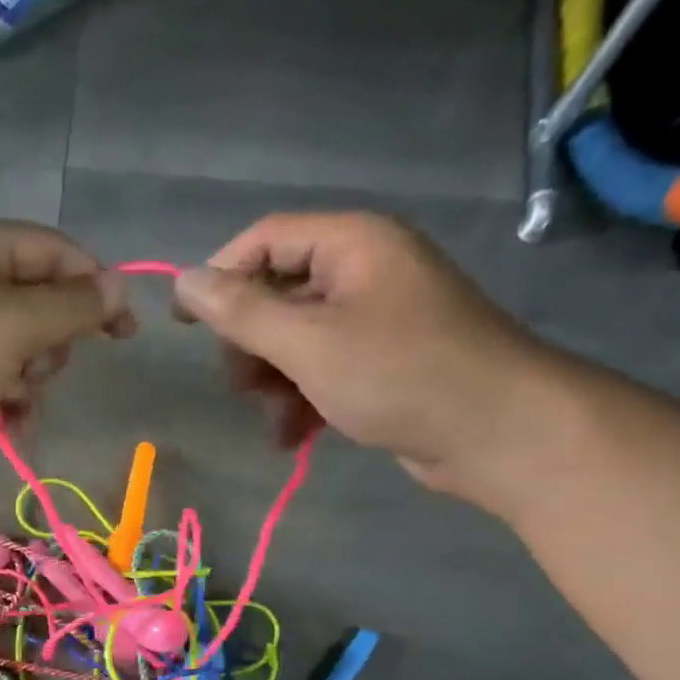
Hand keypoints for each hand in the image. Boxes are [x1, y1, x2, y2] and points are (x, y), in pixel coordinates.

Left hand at [0, 219, 133, 484]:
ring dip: (26, 379)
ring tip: (5, 401)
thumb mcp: (12, 326)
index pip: (57, 253)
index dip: (97, 288)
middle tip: (34, 368)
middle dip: (50, 345)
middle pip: (38, 304)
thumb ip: (72, 307)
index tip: (125, 334)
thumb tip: (118, 289)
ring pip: (16, 349)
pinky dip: (0, 399)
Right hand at [173, 212, 576, 501]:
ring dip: (274, 384)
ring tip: (277, 424)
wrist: (496, 433)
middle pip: (277, 295)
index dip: (218, 277)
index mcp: (351, 244)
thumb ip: (241, 312)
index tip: (182, 325)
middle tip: (245, 387)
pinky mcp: (383, 364)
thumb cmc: (399, 374)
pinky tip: (293, 438)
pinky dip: (302, 401)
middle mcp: (364, 272)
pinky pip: (323, 371)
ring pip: (295, 341)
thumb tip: (183, 280)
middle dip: (252, 347)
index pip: (264, 241)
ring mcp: (375, 320)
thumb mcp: (308, 343)